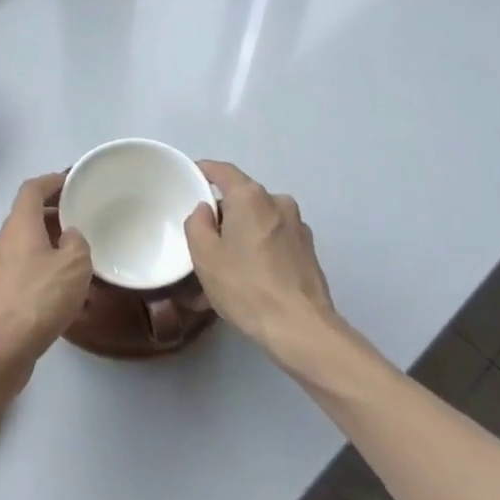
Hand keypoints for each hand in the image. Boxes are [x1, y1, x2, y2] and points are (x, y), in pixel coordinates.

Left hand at [0, 173, 92, 395]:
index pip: (32, 189)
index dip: (51, 181)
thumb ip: (77, 243)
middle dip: (52, 215)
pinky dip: (37, 271)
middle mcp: (1, 241)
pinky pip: (19, 271)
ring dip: (45, 246)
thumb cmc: (37, 300)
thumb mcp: (74, 266)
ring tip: (73, 259)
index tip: (71, 181)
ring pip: (22, 246)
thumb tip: (69, 236)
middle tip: (79, 221)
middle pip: (26, 217)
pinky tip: (55, 293)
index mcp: (19, 225)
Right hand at [186, 161, 336, 359]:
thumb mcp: (204, 256)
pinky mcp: (309, 251)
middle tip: (204, 237)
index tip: (190, 178)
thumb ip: (197, 223)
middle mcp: (278, 202)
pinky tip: (251, 277)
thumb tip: (205, 210)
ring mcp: (298, 226)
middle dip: (223, 212)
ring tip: (227, 265)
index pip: (222, 171)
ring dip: (243, 234)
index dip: (203, 170)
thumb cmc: (246, 286)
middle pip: (242, 197)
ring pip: (260, 220)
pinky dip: (261, 249)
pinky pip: (276, 240)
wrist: (301, 329)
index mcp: (250, 196)